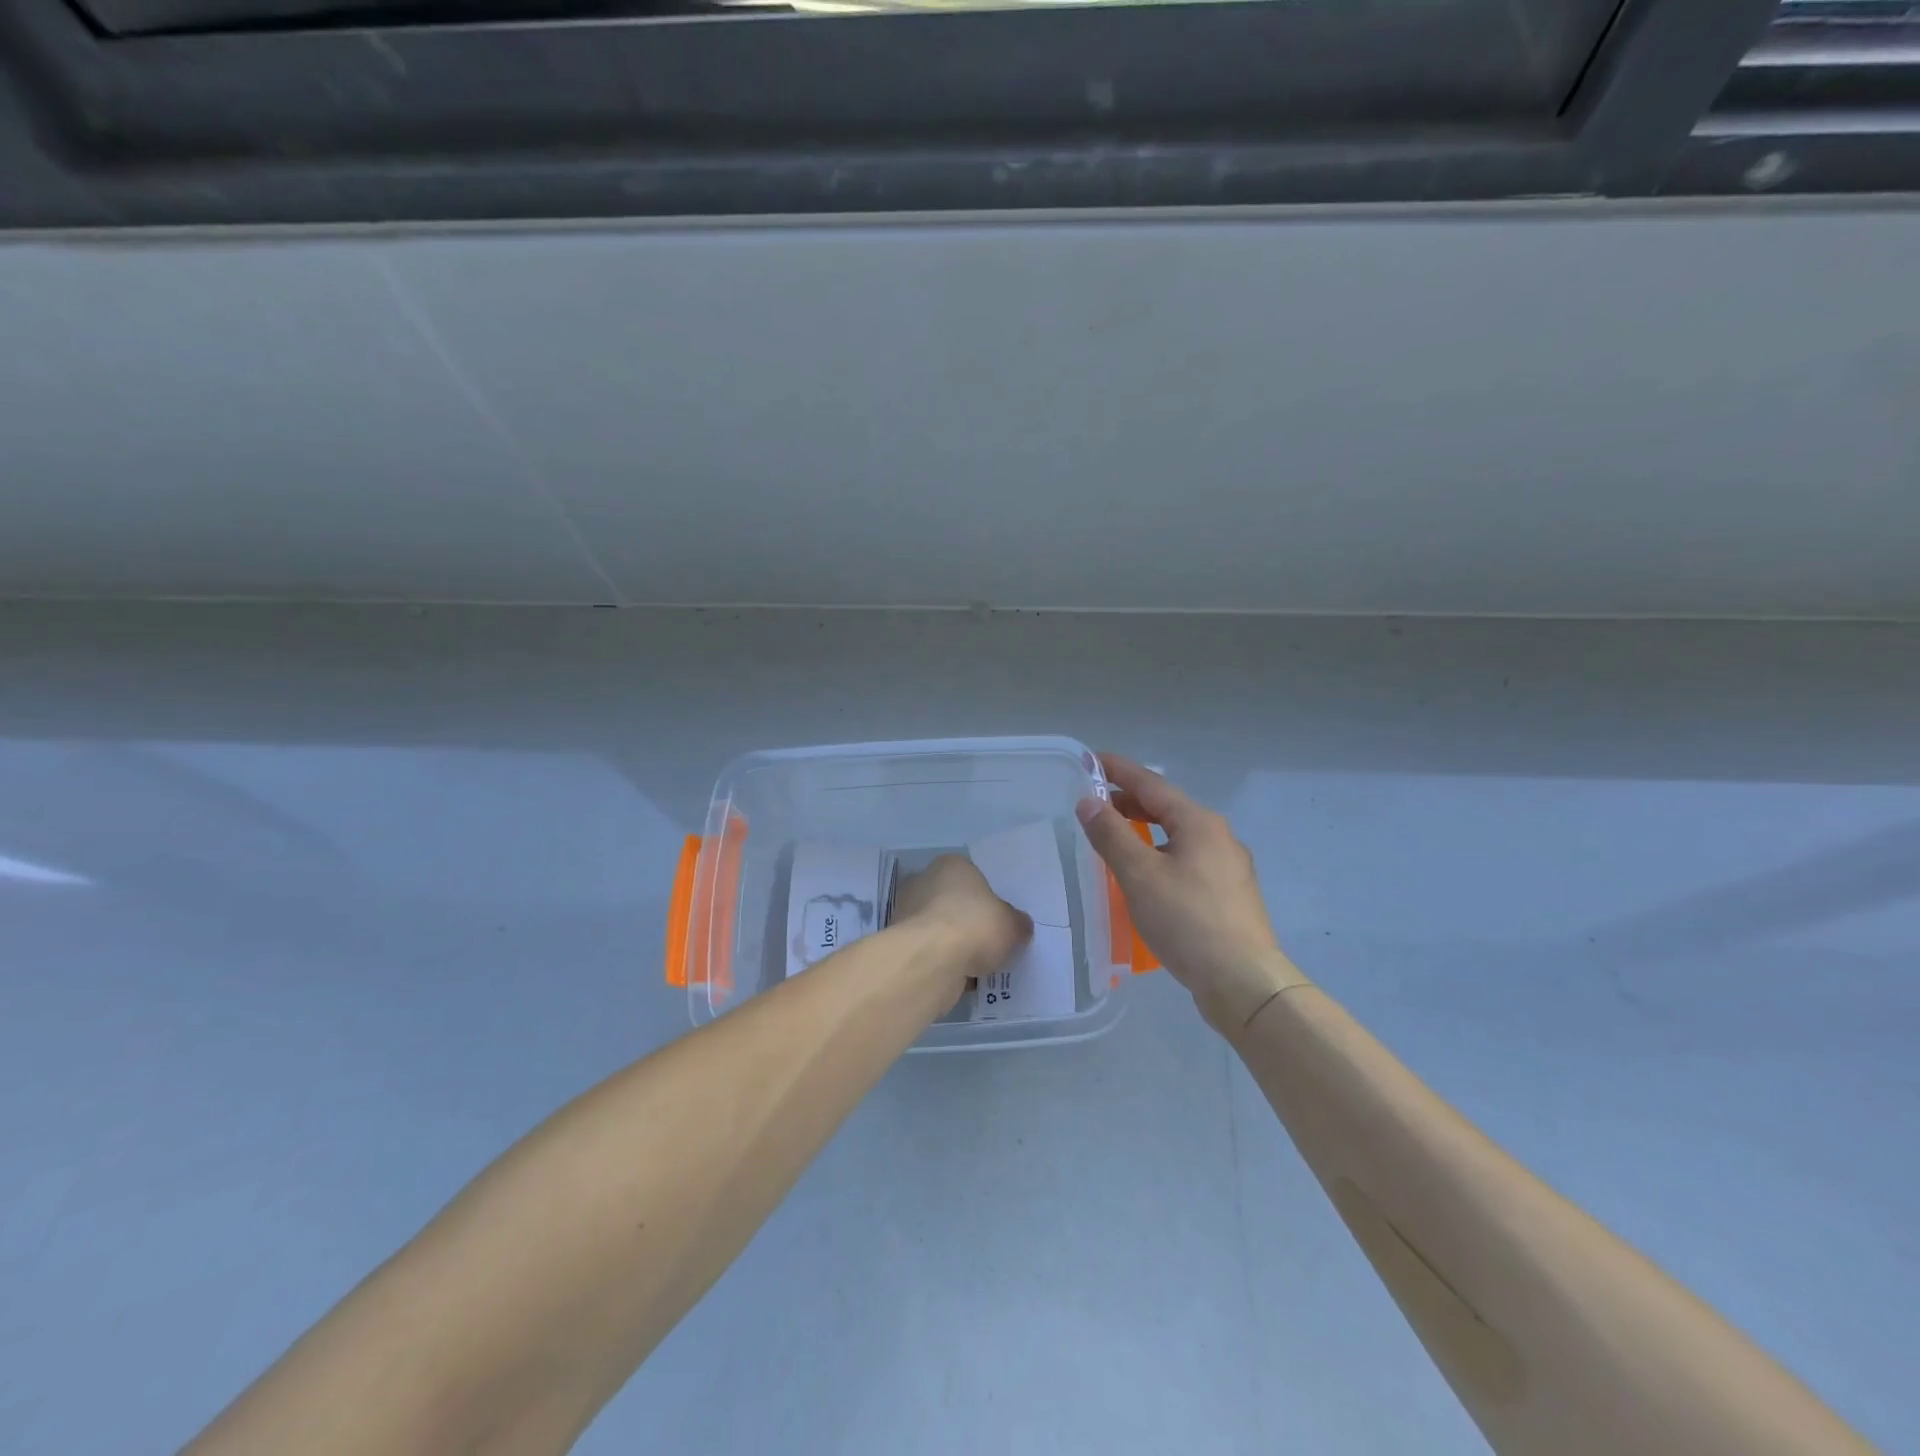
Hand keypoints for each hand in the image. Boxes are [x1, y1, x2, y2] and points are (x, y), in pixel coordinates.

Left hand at [891, 854, 1032, 989]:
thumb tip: (1019, 926)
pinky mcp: (900, 944)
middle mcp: (923, 882)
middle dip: (967, 922)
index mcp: (951, 865)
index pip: (972, 878)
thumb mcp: (1012, 924)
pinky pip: (929, 953)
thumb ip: (1017, 923)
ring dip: (953, 946)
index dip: (987, 899)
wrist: (930, 960)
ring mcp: (907, 913)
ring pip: (939, 929)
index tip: (998, 920)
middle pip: (952, 902)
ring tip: (977, 966)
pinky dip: (942, 964)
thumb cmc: (974, 925)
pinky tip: (960, 978)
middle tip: (989, 943)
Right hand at [1076, 754, 1308, 1034]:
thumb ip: (1111, 835)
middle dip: (1129, 801)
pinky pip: (1187, 859)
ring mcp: (1228, 866)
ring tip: (1114, 837)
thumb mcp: (1139, 875)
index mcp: (1199, 822)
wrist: (1244, 982)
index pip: (1151, 783)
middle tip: (1094, 803)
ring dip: (1144, 829)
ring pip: (1178, 835)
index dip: (1119, 770)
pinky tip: (1145, 875)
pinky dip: (1159, 854)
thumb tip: (1089, 802)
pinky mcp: (1228, 894)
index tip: (1090, 760)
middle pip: (1167, 807)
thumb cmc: (1187, 921)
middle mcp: (1218, 836)